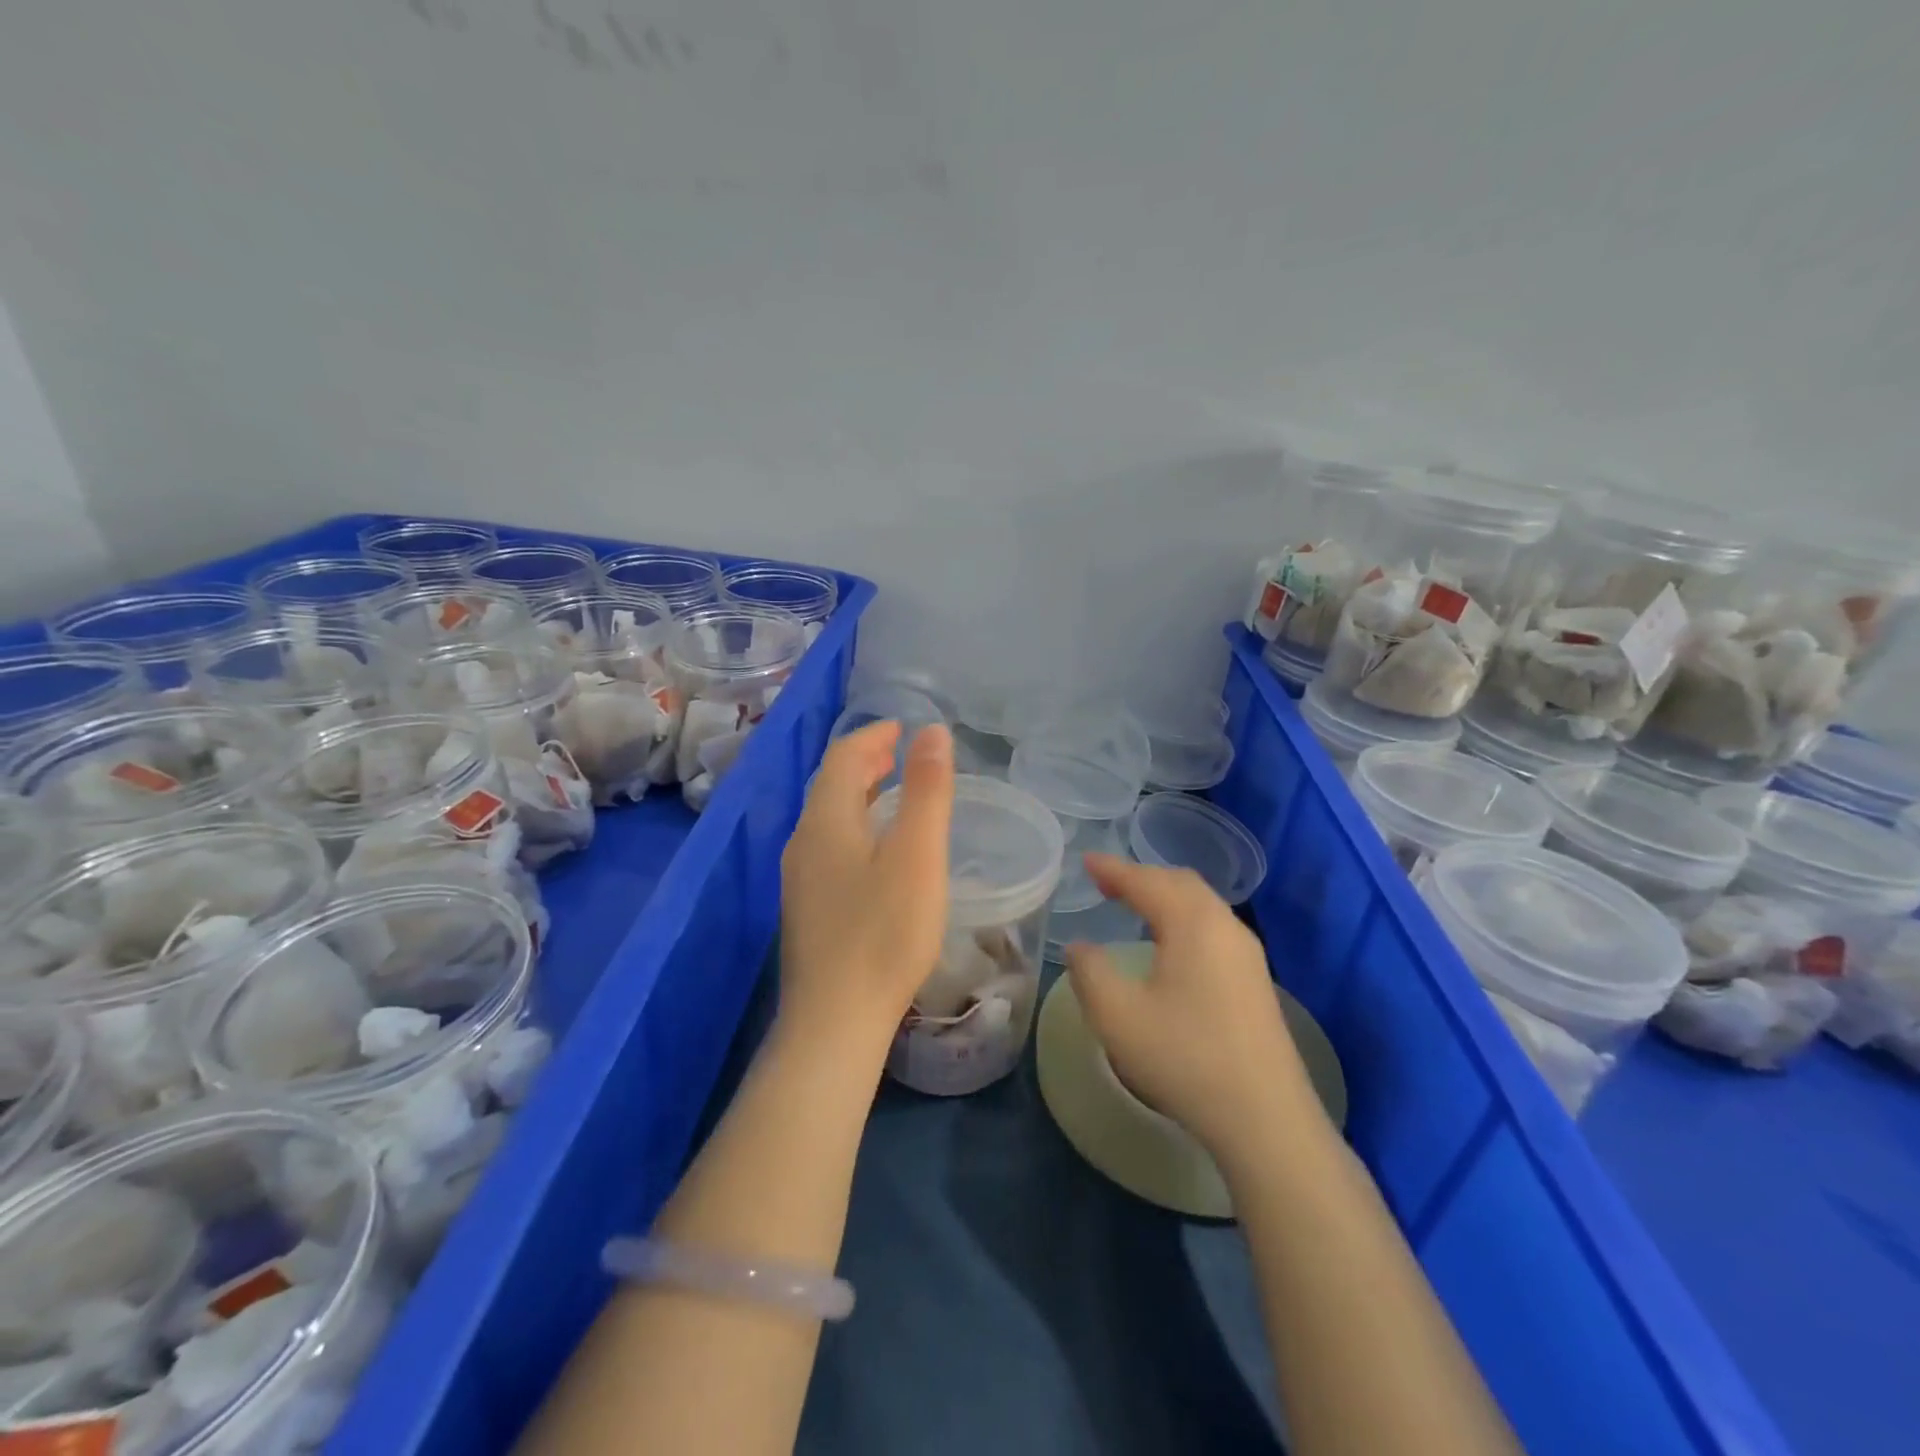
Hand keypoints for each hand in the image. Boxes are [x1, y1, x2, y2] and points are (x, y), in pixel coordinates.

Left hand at [778, 721, 954, 1055]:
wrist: (834, 1021)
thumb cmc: (884, 933)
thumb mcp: (918, 856)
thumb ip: (927, 791)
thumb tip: (932, 731)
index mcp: (826, 820)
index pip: (843, 756)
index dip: (874, 735)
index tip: (906, 729)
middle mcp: (802, 841)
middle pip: (830, 784)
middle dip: (866, 761)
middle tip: (902, 755)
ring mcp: (798, 878)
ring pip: (827, 818)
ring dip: (859, 795)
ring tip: (893, 794)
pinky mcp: (805, 909)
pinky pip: (828, 846)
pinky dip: (854, 827)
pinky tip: (877, 852)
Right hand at [1064, 855, 1326, 1163]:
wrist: (1265, 1117)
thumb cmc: (1184, 1057)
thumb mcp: (1117, 1016)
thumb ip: (1090, 971)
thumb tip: (1080, 946)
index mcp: (1192, 923)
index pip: (1146, 881)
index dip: (1113, 869)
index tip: (1085, 860)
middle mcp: (1224, 926)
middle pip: (1180, 883)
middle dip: (1142, 876)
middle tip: (1107, 882)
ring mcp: (1247, 953)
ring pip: (1201, 904)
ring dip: (1165, 896)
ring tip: (1135, 905)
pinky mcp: (1256, 980)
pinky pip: (1213, 926)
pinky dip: (1183, 917)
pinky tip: (1171, 943)